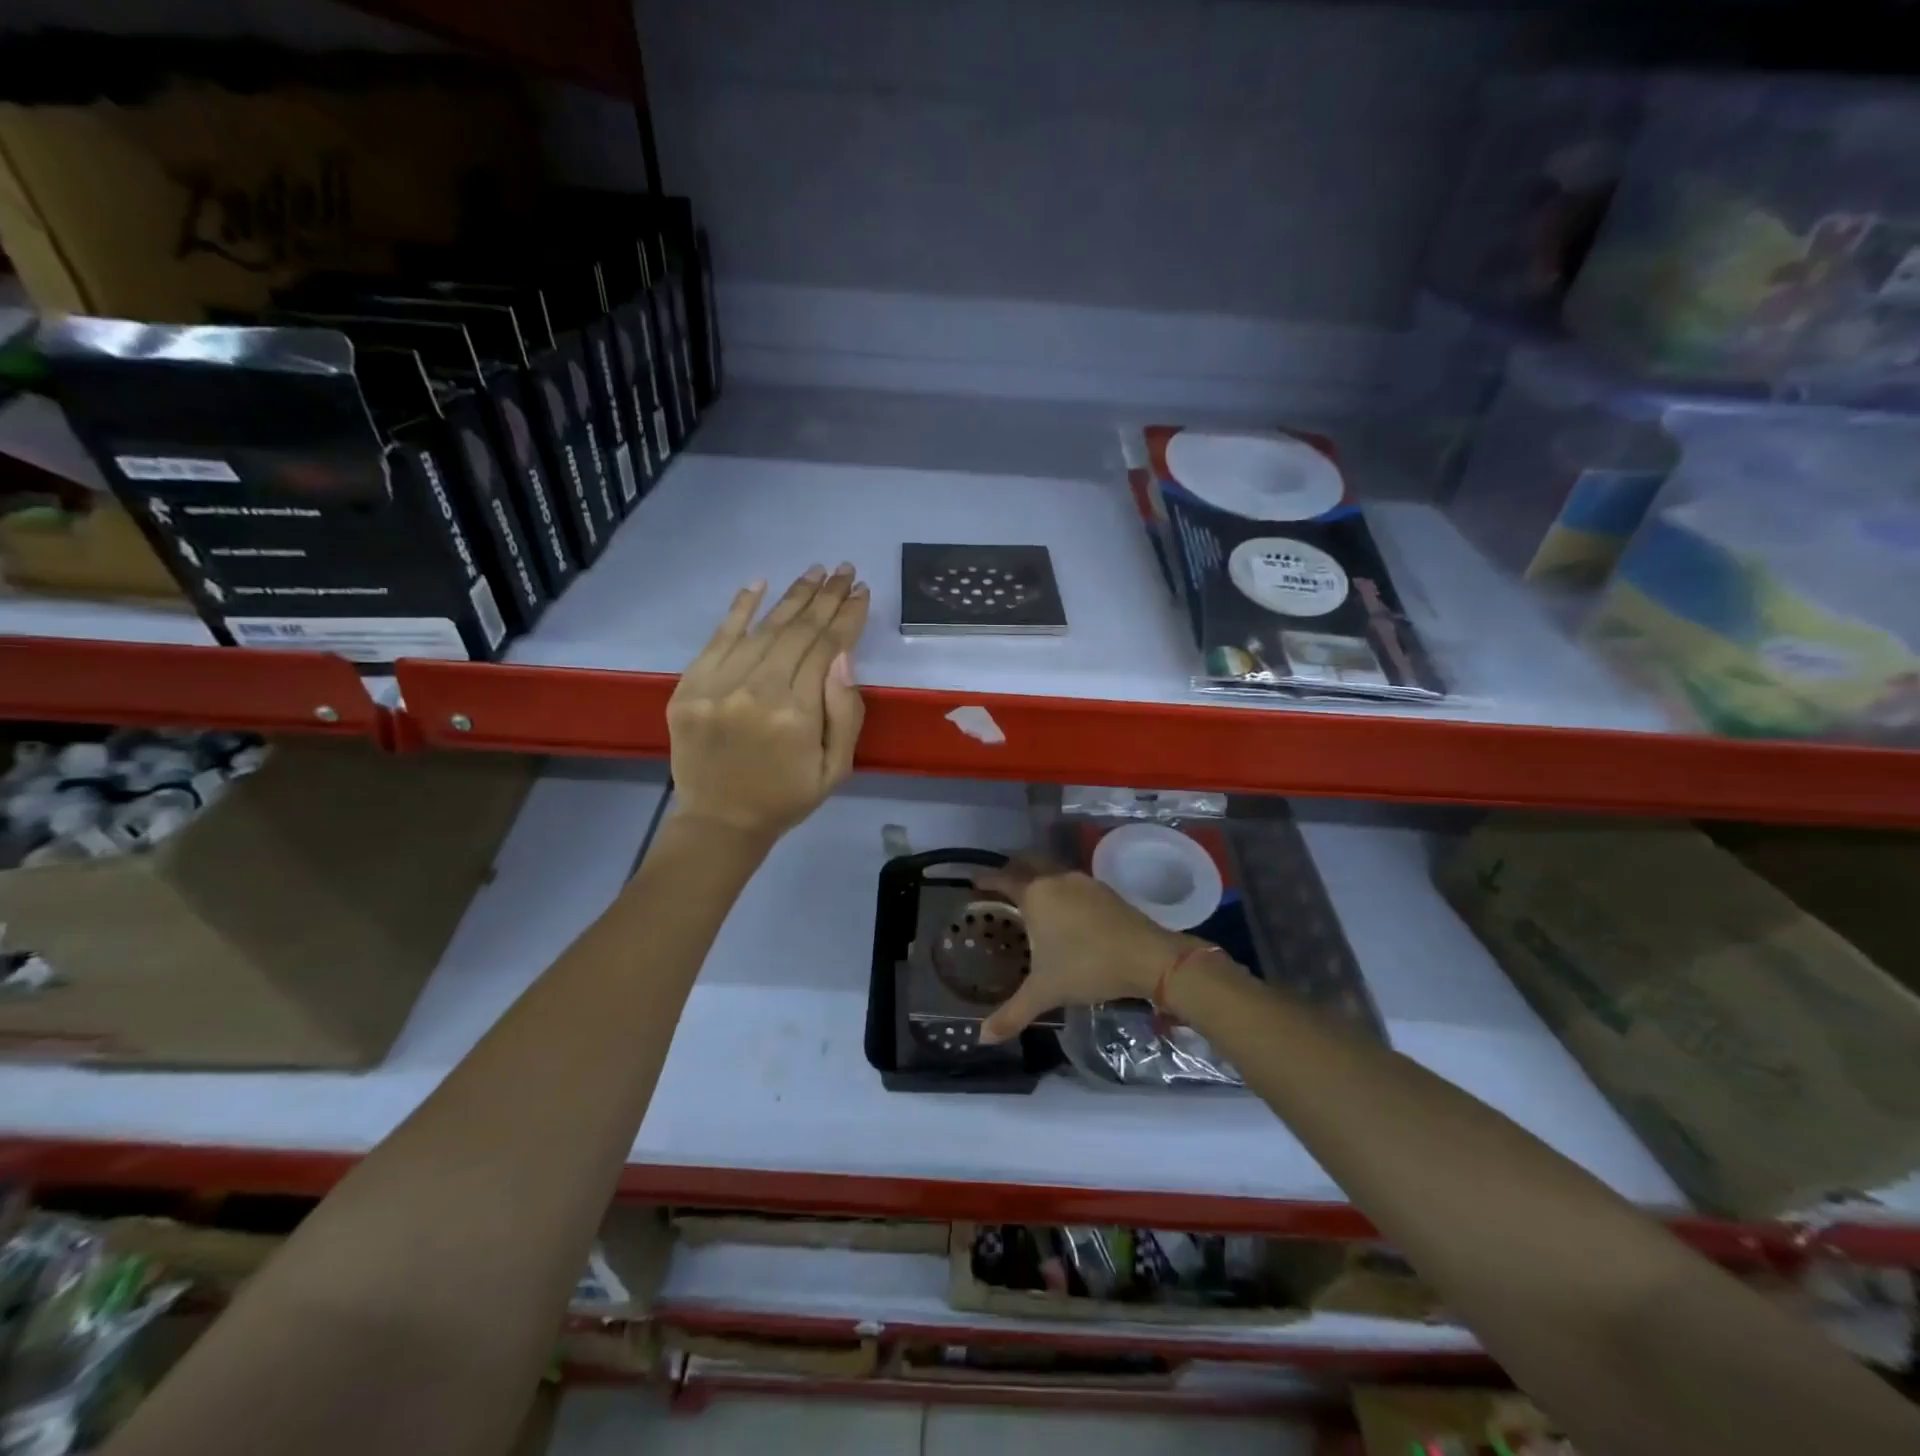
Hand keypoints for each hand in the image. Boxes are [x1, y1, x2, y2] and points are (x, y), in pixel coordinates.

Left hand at [667, 564, 869, 841]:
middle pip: (797, 631)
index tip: (861, 592)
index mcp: (796, 715)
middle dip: (826, 597)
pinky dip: (739, 608)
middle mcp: (756, 691)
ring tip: (816, 572)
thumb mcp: (836, 768)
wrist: (720, 821)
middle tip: (844, 570)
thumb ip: (845, 713)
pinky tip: (760, 582)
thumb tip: (843, 655)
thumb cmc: (787, 796)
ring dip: (792, 596)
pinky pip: (718, 638)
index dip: (847, 617)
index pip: (827, 648)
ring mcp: (717, 686)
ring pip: (763, 628)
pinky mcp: (689, 686)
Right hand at [975, 858, 1200, 1044]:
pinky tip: (1063, 911)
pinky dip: (1059, 888)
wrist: (1149, 957)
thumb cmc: (1087, 967)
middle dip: (1012, 870)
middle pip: (1028, 863)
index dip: (986, 879)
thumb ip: (1012, 1013)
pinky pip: (1071, 882)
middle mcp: (1056, 879)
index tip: (974, 881)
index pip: (1003, 879)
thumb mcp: (1045, 992)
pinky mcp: (1105, 891)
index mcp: (1036, 894)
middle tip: (1000, 886)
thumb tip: (982, 1038)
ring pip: (1052, 870)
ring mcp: (1083, 882)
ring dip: (1038, 877)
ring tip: (1029, 899)